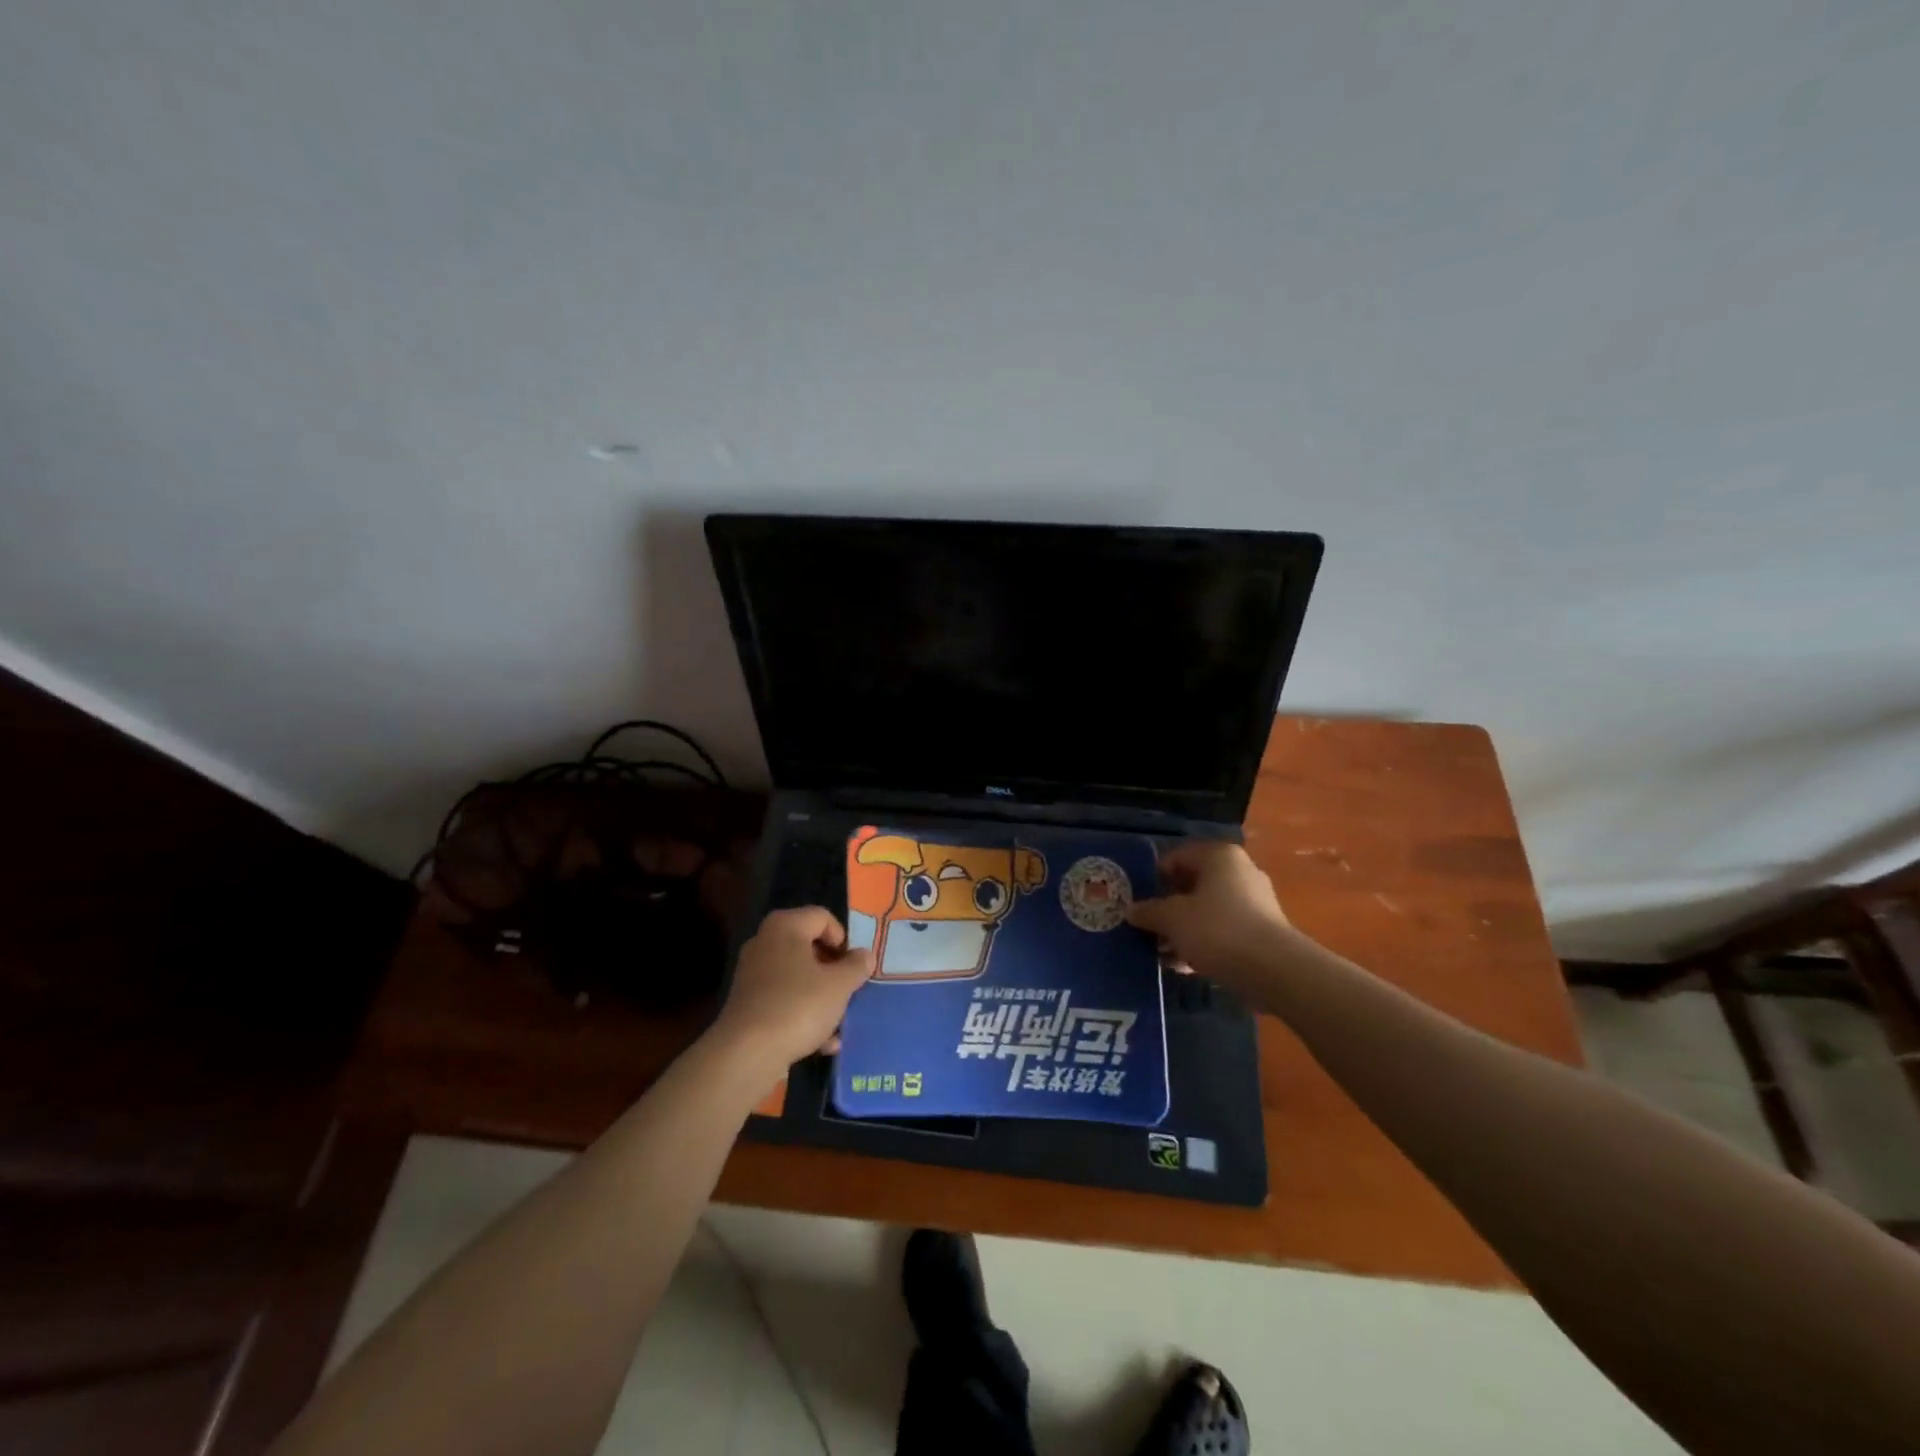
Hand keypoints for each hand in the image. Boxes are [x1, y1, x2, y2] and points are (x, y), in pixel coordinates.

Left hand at [711, 906, 872, 1071]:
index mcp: (786, 927)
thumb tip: (864, 955)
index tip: (854, 965)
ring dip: (821, 998)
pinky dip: (803, 1016)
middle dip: (833, 971)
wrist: (746, 1053)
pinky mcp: (748, 1004)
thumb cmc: (798, 1006)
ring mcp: (753, 974)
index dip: (844, 939)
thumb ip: (856, 966)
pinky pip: (784, 1001)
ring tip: (839, 1023)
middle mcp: (765, 943)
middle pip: (809, 947)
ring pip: (798, 978)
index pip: (823, 917)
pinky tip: (822, 1043)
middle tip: (850, 990)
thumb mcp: (839, 985)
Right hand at [1127, 841, 1292, 990]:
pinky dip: (1203, 943)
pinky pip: (1223, 931)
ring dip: (1183, 929)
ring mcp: (1255, 902)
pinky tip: (1184, 965)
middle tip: (1147, 926)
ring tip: (1162, 951)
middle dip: (1168, 907)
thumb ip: (1149, 911)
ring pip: (1207, 910)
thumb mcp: (1172, 918)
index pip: (1177, 857)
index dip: (1154, 878)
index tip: (1138, 901)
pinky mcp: (1262, 932)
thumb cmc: (1217, 930)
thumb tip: (1130, 910)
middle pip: (1192, 884)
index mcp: (1219, 857)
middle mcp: (1240, 872)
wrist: (1274, 970)